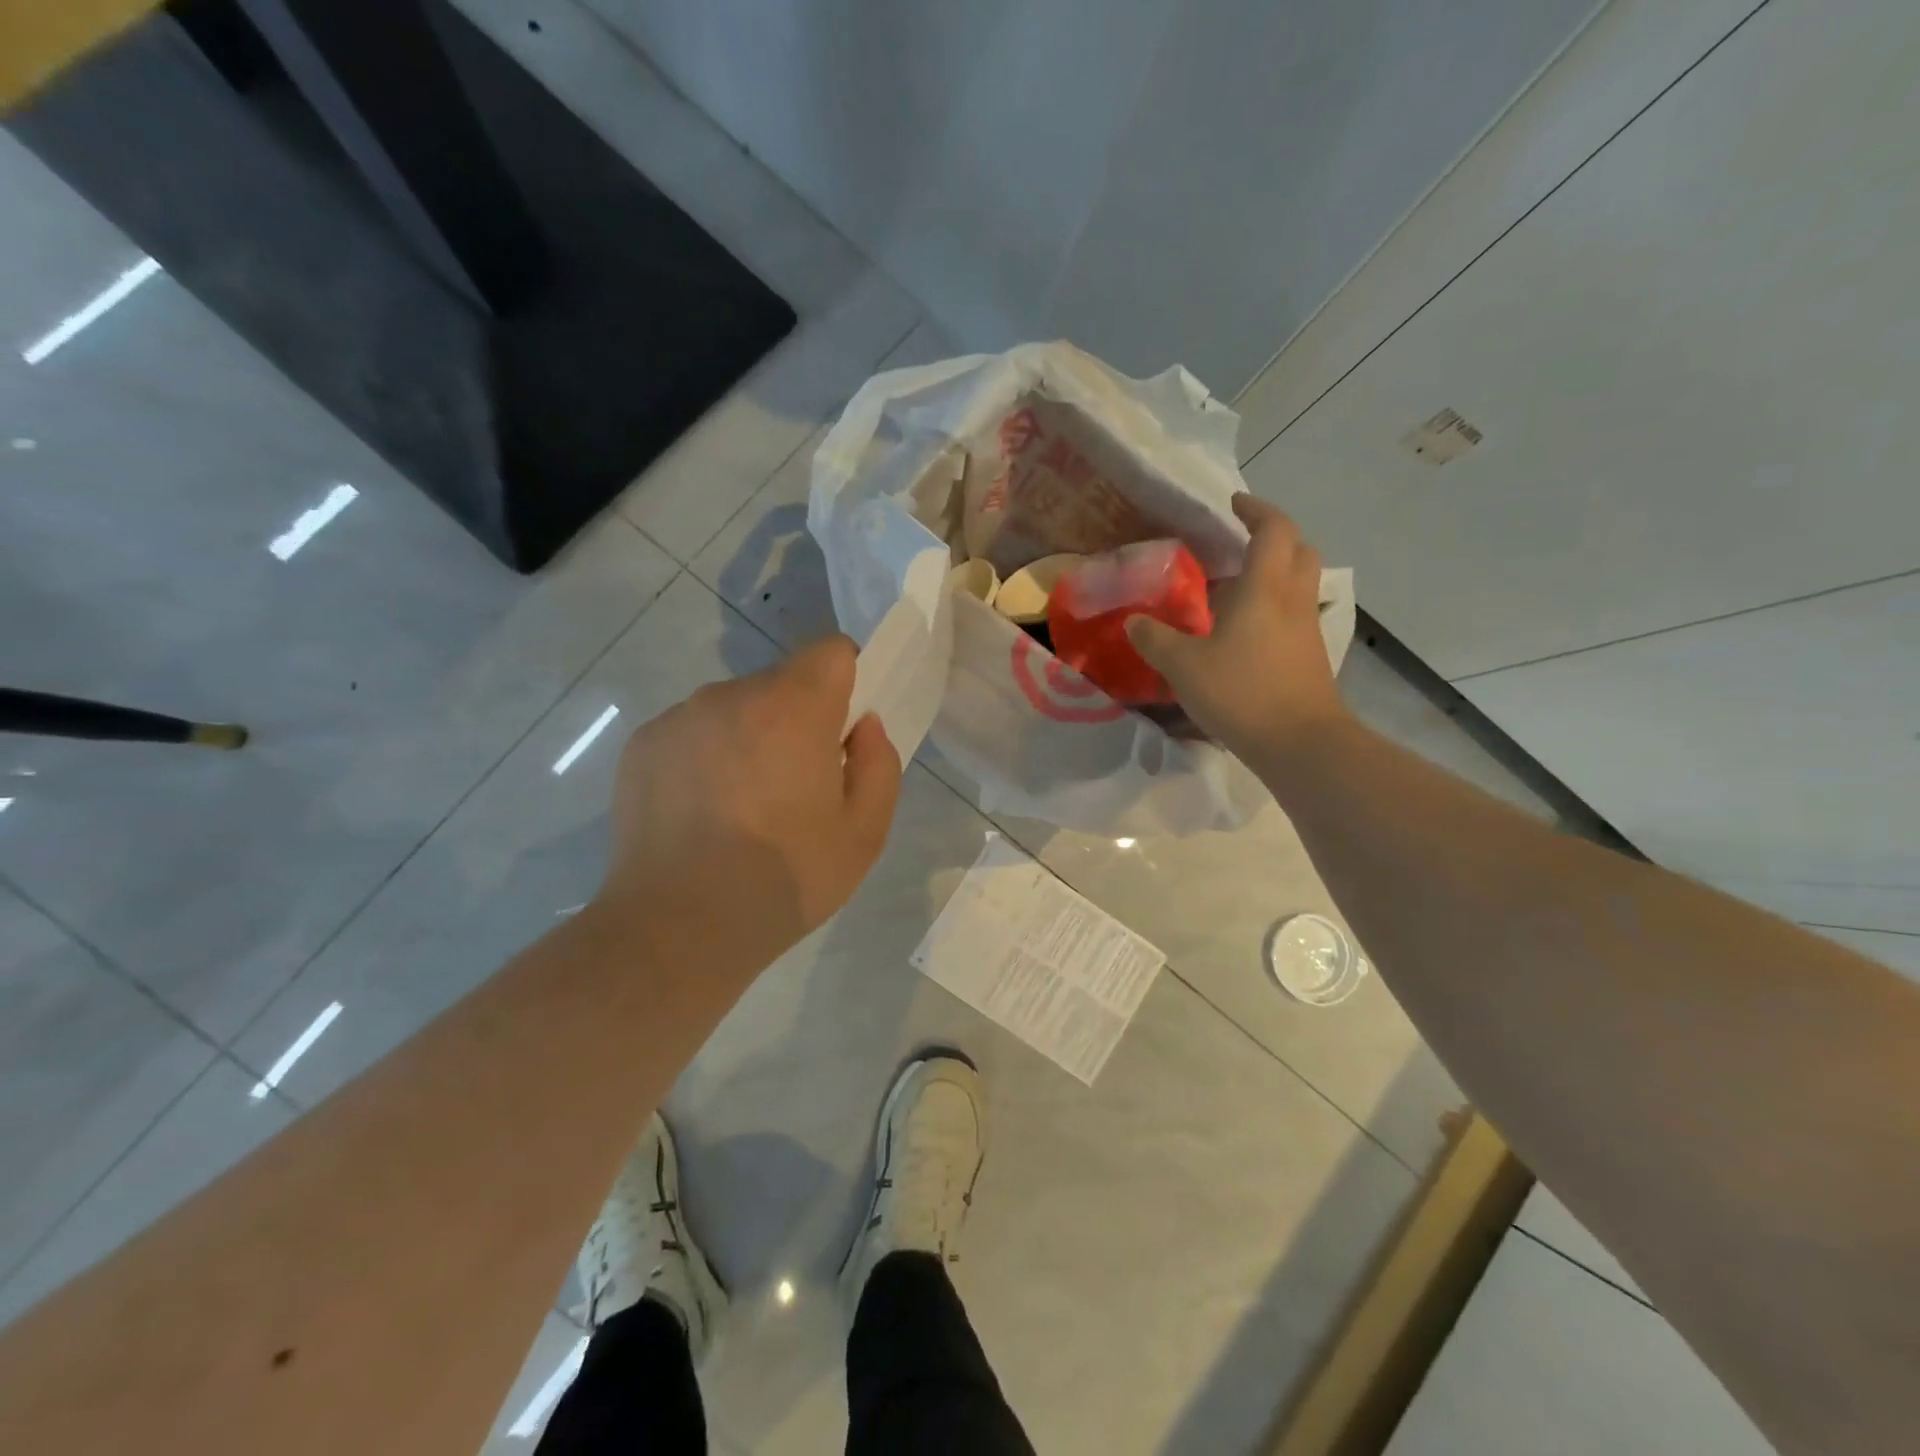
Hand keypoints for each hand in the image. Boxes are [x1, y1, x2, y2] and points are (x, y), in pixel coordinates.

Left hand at [596, 637, 900, 975]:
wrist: (677, 926)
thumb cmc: (785, 878)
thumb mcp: (865, 833)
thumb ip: (880, 765)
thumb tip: (863, 727)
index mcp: (793, 707)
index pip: (832, 650)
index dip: (847, 682)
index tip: (843, 731)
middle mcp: (732, 695)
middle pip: (781, 682)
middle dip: (797, 719)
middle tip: (795, 786)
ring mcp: (680, 717)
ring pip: (734, 708)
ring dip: (749, 738)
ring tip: (741, 808)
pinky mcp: (642, 744)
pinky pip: (692, 732)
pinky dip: (705, 757)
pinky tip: (700, 815)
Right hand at [1126, 495, 1351, 769]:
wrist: (1300, 743)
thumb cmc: (1241, 692)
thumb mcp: (1183, 666)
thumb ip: (1155, 639)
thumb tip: (1134, 621)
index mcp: (1265, 588)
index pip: (1273, 529)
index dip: (1255, 509)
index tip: (1233, 504)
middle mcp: (1293, 599)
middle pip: (1298, 549)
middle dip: (1273, 537)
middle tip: (1240, 543)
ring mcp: (1306, 629)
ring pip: (1299, 583)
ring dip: (1274, 573)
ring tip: (1236, 588)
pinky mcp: (1309, 656)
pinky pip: (1295, 614)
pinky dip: (1274, 607)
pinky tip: (1245, 632)